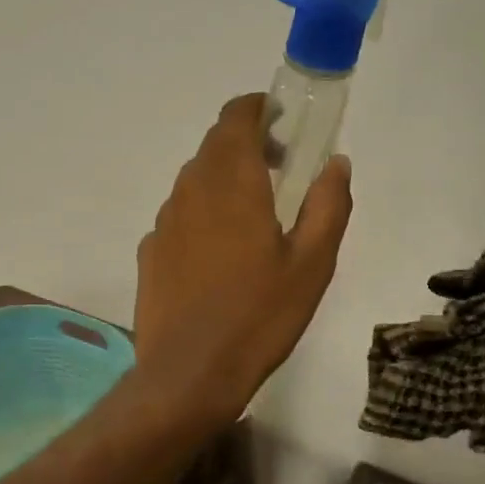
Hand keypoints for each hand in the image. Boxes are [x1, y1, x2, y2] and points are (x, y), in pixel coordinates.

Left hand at [133, 94, 352, 427]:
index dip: (258, 110)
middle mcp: (190, 190)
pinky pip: (179, 218)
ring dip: (222, 182)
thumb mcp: (312, 264)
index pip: (236, 117)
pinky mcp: (149, 253)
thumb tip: (336, 163)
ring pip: (194, 182)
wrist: (189, 373)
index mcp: (231, 181)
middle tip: (279, 173)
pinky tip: (218, 259)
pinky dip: (201, 217)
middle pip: (214, 147)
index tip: (282, 123)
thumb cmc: (259, 317)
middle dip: (246, 146)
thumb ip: (328, 205)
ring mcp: (163, 223)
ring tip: (252, 220)